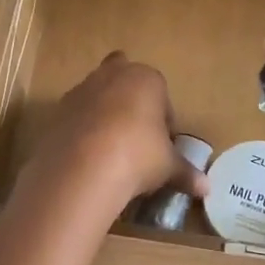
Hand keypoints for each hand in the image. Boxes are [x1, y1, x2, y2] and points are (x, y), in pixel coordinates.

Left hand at [18, 52, 206, 216]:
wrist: (83, 166)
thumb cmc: (138, 154)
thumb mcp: (168, 166)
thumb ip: (186, 173)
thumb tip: (206, 188)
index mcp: (146, 78)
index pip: (161, 94)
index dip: (163, 120)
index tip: (162, 145)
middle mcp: (112, 75)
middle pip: (124, 82)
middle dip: (130, 102)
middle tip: (135, 137)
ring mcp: (81, 89)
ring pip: (97, 96)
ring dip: (103, 115)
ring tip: (110, 151)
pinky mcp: (57, 109)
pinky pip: (75, 116)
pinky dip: (81, 131)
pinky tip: (87, 157)